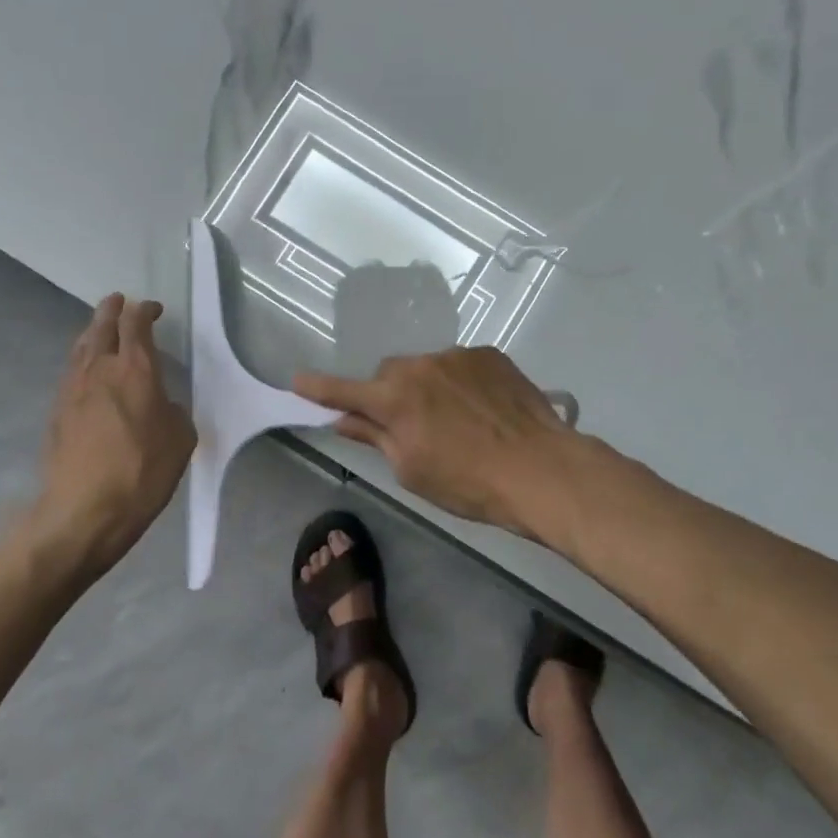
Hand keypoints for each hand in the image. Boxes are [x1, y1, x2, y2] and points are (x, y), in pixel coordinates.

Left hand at [30, 294, 194, 579]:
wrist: (84, 511)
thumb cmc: (143, 472)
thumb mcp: (180, 439)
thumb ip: (172, 411)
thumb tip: (160, 405)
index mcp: (135, 369)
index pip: (136, 324)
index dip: (145, 311)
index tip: (153, 309)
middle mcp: (100, 369)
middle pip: (101, 326)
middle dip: (112, 310)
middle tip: (118, 301)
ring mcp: (72, 389)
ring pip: (81, 347)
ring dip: (93, 332)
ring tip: (100, 328)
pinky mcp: (57, 412)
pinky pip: (71, 371)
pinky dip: (82, 360)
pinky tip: (88, 370)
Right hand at [293, 347, 570, 532]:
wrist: (540, 468)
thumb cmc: (469, 483)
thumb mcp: (413, 470)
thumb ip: (375, 437)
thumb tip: (346, 419)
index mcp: (396, 398)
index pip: (345, 391)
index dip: (319, 388)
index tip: (297, 380)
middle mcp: (421, 366)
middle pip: (389, 374)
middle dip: (389, 395)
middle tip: (408, 425)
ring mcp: (457, 355)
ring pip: (427, 368)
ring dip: (428, 388)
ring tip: (458, 421)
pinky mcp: (488, 354)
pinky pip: (460, 365)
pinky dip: (460, 383)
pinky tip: (482, 410)